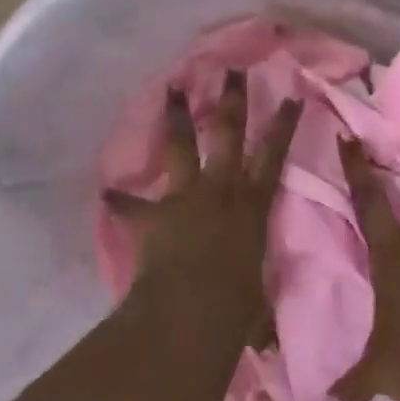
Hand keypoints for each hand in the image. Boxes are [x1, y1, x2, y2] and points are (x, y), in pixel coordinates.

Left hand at [104, 69, 302, 317]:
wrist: (192, 315)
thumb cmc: (237, 310)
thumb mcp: (258, 301)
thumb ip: (257, 298)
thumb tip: (264, 331)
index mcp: (253, 206)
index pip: (274, 156)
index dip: (284, 125)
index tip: (291, 95)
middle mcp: (221, 190)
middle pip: (228, 134)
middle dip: (230, 100)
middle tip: (230, 70)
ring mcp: (185, 197)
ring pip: (182, 146)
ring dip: (177, 117)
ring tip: (171, 87)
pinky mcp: (154, 215)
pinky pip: (131, 205)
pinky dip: (120, 201)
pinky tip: (108, 193)